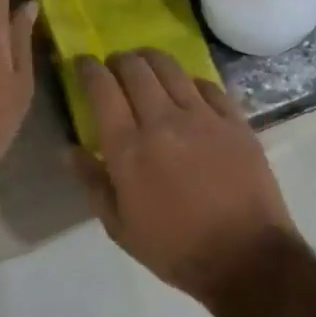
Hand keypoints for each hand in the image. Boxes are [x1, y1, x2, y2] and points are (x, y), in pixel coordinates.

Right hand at [73, 49, 300, 300]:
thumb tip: (69, 150)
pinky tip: (186, 88)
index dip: (87, 68)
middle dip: (118, 59)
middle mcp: (163, 121)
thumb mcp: (120, 227)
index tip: (81, 63)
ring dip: (151, 59)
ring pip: (171, 68)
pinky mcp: (235, 121)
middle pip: (135, 69)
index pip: (101, 89)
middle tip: (113, 66)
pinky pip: (208, 85)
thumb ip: (92, 183)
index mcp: (129, 148)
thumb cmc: (175, 249)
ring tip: (145, 63)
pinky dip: (189, 80)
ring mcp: (203, 117)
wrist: (246, 257)